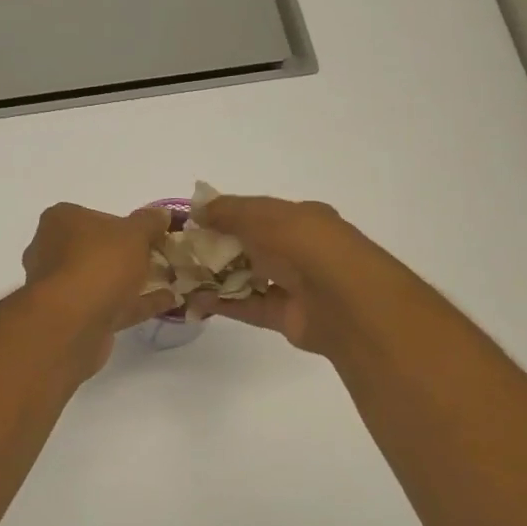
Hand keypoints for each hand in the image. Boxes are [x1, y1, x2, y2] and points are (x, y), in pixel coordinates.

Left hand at [21, 203, 177, 370]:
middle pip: (98, 250)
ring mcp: (63, 288)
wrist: (74, 322)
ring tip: (169, 280)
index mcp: (61, 222)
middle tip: (161, 257)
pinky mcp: (74, 318)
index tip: (152, 233)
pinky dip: (137, 303)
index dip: (125, 224)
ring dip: (134, 281)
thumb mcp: (134, 233)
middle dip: (129, 255)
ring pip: (104, 280)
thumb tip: (162, 214)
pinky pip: (112, 305)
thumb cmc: (100, 263)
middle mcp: (53, 252)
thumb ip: (149, 222)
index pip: (95, 216)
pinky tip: (168, 301)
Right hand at [188, 195, 390, 353]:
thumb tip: (196, 208)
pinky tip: (196, 301)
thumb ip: (229, 212)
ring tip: (182, 277)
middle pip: (251, 247)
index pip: (258, 214)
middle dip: (217, 248)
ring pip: (248, 278)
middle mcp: (299, 250)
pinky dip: (224, 304)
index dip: (225, 216)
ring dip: (217, 277)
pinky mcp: (285, 317)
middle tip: (181, 252)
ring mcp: (293, 285)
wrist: (345, 302)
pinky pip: (249, 307)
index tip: (192, 222)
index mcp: (301, 219)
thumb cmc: (306, 246)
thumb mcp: (264, 217)